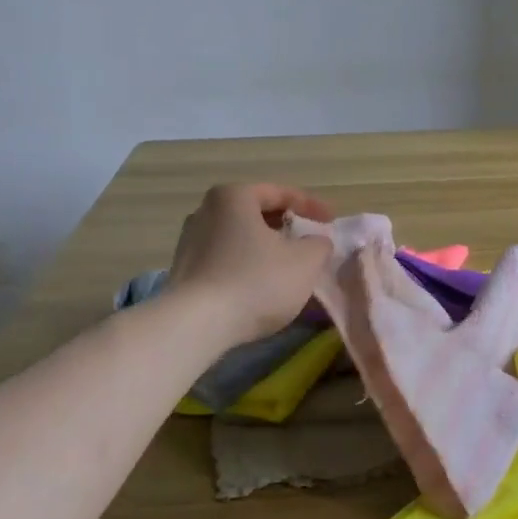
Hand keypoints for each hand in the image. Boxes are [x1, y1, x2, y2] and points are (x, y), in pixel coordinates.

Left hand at [167, 183, 334, 345]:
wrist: (197, 325)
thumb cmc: (256, 281)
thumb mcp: (305, 261)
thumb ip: (319, 244)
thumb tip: (316, 242)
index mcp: (234, 197)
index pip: (281, 193)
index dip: (311, 206)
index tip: (332, 221)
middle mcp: (206, 211)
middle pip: (257, 214)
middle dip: (287, 228)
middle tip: (310, 243)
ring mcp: (190, 242)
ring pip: (241, 239)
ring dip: (267, 250)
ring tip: (289, 268)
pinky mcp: (185, 272)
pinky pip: (226, 261)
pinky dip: (248, 268)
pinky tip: (263, 287)